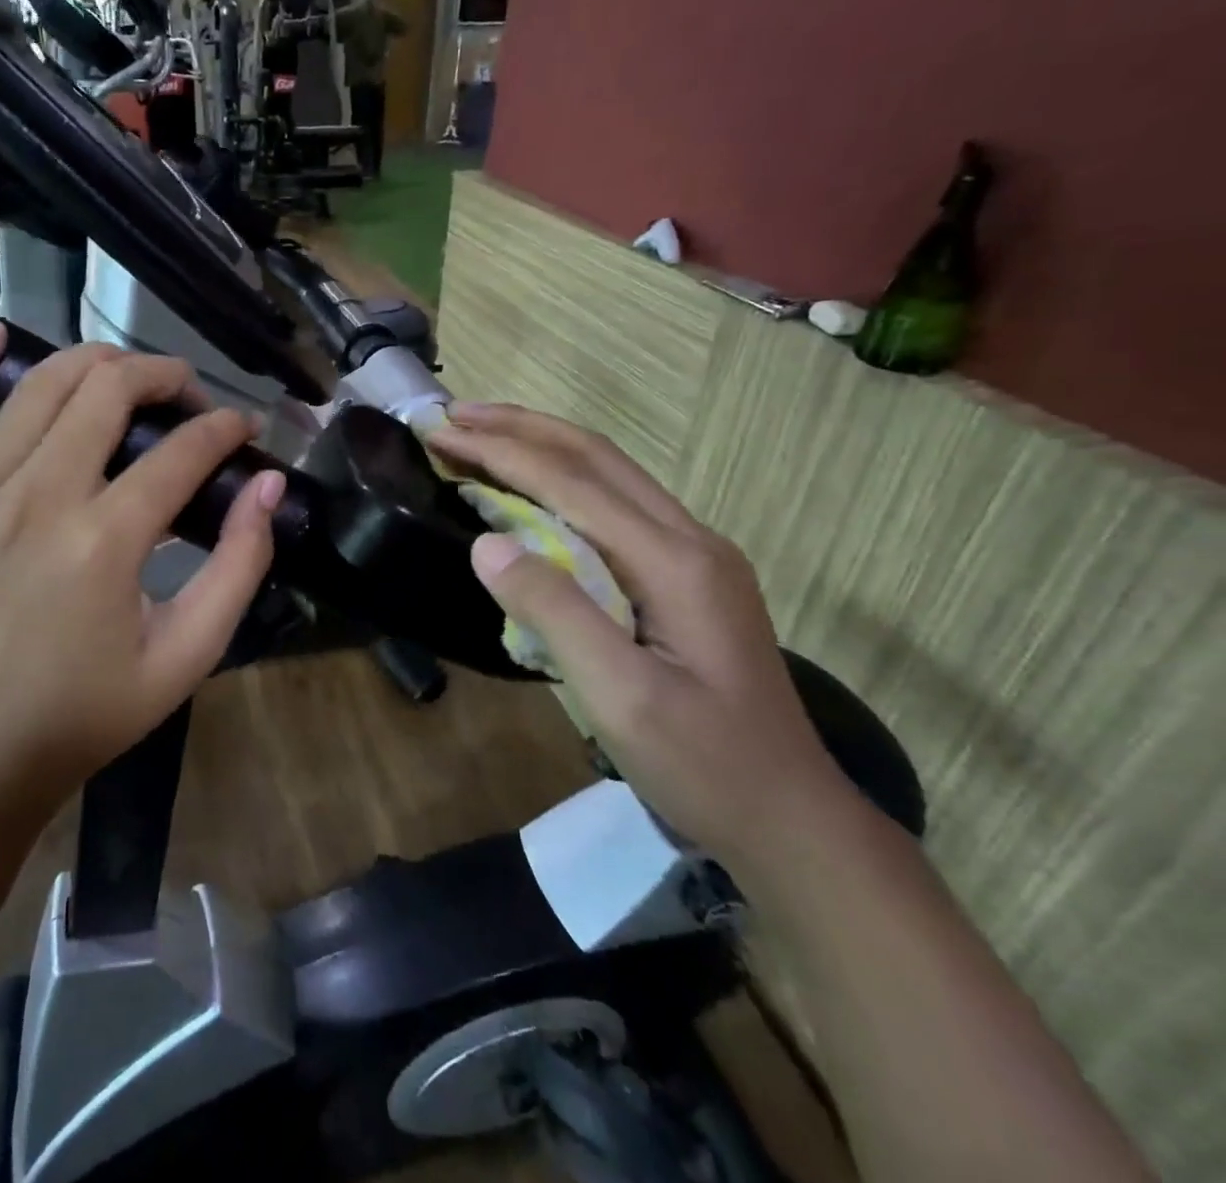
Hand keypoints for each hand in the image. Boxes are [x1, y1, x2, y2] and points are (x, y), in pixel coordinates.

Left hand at [0, 327, 282, 823]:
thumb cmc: (87, 715)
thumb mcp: (187, 656)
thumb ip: (239, 567)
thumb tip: (267, 487)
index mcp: (103, 542)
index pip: (181, 451)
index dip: (225, 429)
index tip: (245, 429)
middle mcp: (34, 500)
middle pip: (107, 392)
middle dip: (164, 376)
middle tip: (189, 397)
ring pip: (34, 387)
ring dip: (92, 364)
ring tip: (124, 376)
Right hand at [425, 403, 859, 881]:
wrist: (789, 817)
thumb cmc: (702, 765)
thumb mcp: (620, 697)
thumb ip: (555, 613)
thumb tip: (486, 543)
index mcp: (674, 561)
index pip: (571, 482)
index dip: (500, 452)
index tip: (440, 433)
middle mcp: (690, 539)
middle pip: (595, 456)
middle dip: (520, 427)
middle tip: (454, 414)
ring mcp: (695, 554)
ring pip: (610, 473)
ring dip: (543, 444)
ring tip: (485, 432)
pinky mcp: (689, 574)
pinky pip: (617, 503)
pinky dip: (565, 478)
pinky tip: (537, 487)